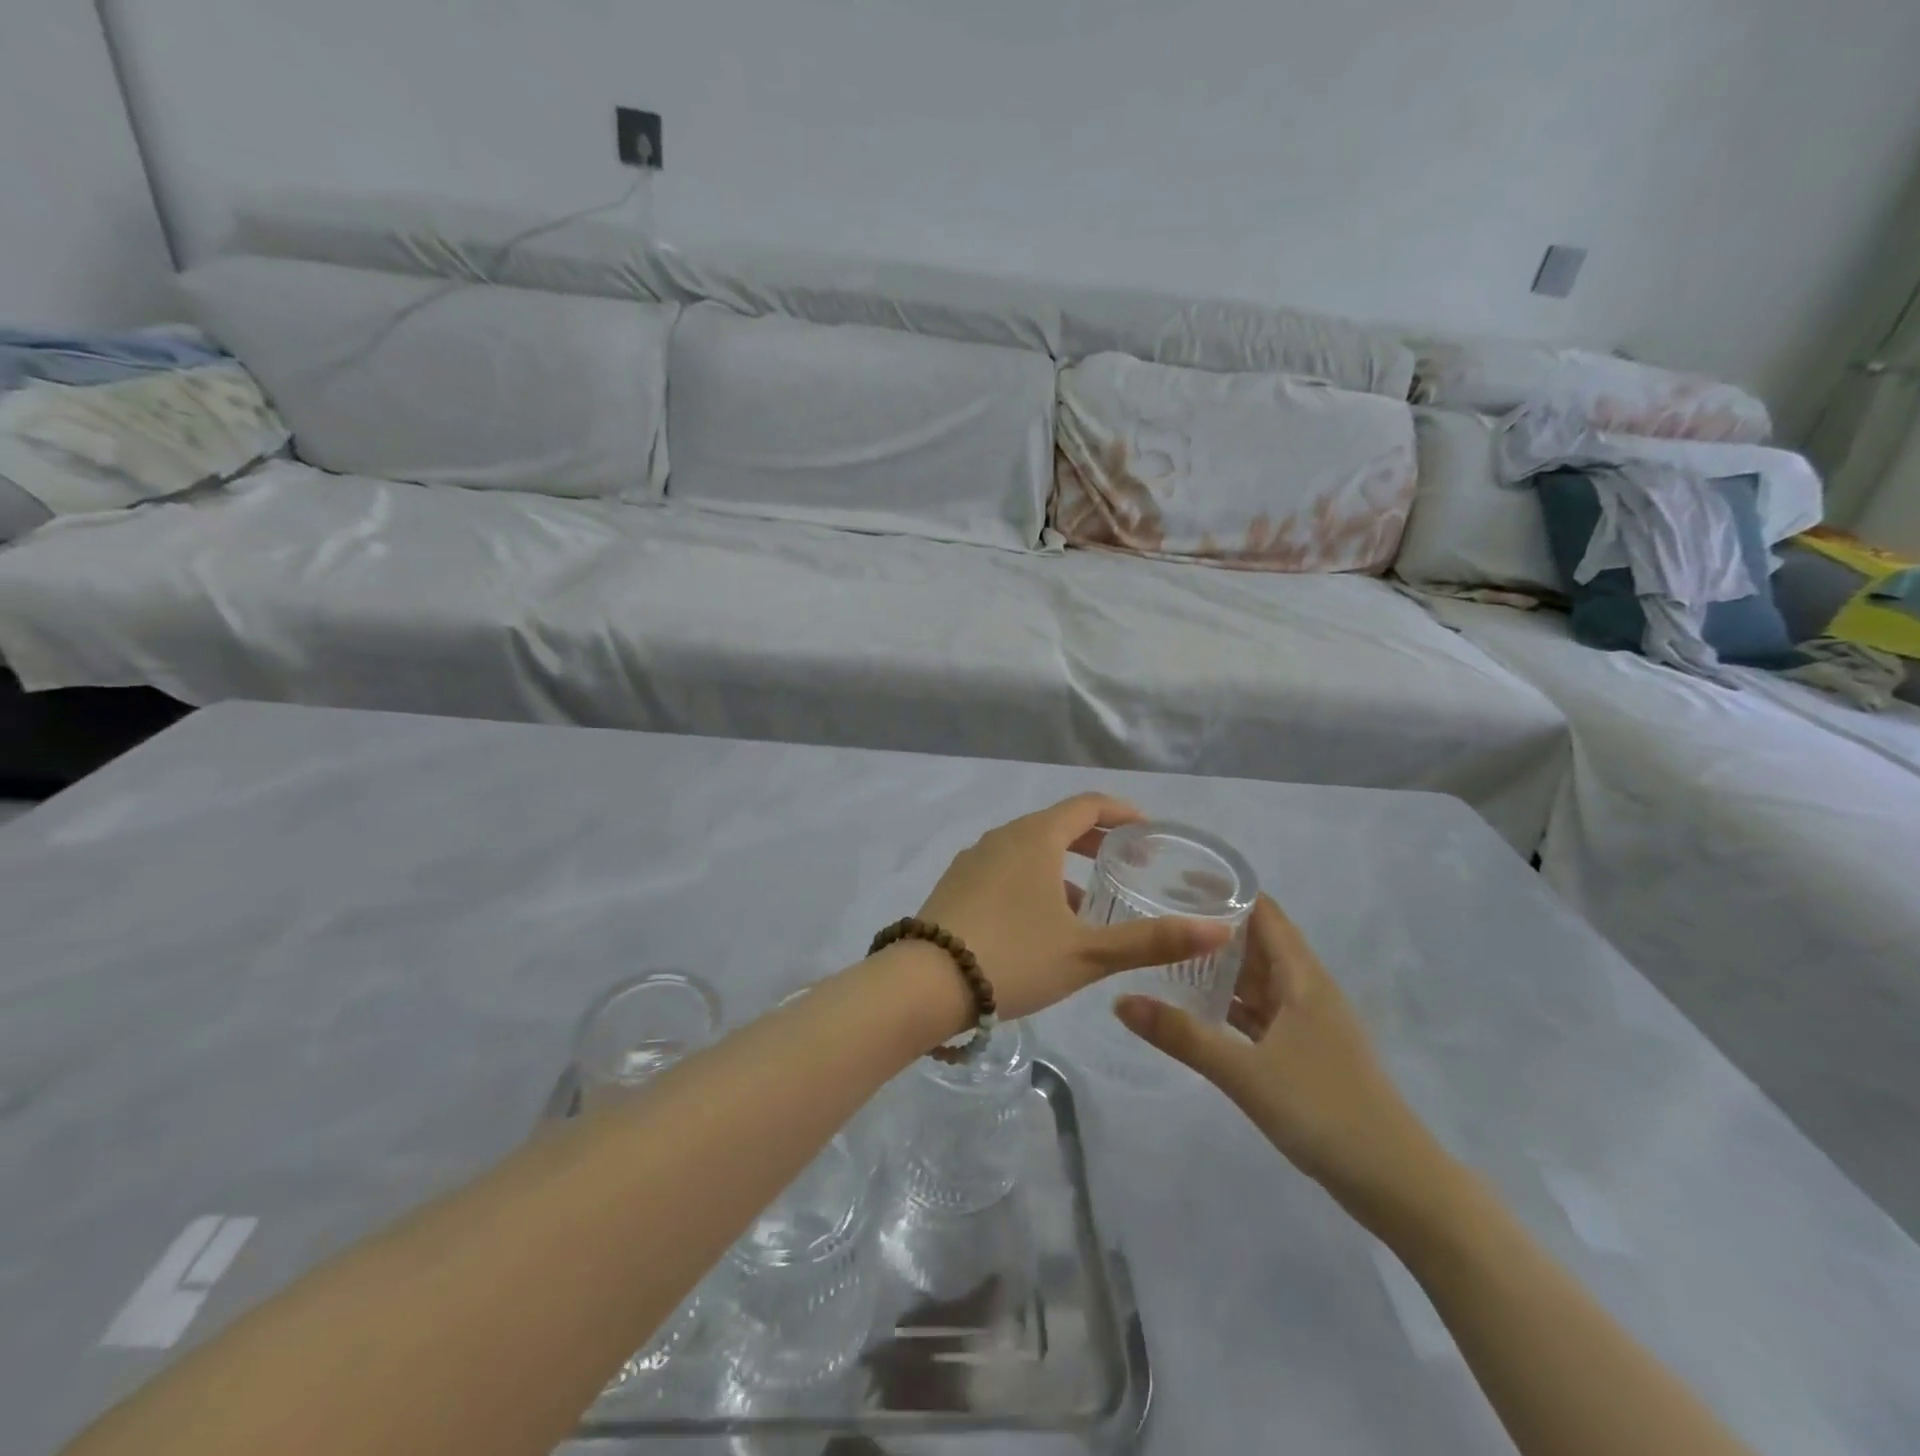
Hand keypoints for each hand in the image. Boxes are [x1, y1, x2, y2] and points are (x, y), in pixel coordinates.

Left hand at [914, 794, 1233, 1022]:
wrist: (924, 982)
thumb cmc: (1013, 957)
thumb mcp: (1087, 954)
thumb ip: (1151, 941)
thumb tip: (1219, 931)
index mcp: (1035, 838)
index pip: (1086, 806)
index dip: (1121, 812)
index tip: (1146, 830)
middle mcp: (1002, 837)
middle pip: (1056, 824)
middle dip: (1093, 840)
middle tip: (1124, 862)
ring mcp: (973, 858)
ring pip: (1028, 848)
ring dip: (1061, 863)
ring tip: (1085, 901)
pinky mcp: (955, 883)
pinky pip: (1004, 867)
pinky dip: (1031, 878)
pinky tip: (1037, 920)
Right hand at [1114, 895, 1448, 1227]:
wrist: (1397, 1184)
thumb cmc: (1324, 1111)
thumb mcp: (1244, 1072)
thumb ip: (1181, 1036)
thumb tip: (1119, 1001)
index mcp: (1302, 978)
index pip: (1264, 912)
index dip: (1226, 890)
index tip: (1177, 879)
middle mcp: (1308, 990)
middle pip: (1259, 942)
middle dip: (1215, 927)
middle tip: (1160, 914)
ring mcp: (1309, 1023)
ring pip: (1259, 980)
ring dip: (1222, 967)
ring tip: (1169, 953)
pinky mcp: (1306, 1053)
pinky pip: (1262, 1013)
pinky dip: (1232, 1004)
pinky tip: (1199, 1007)